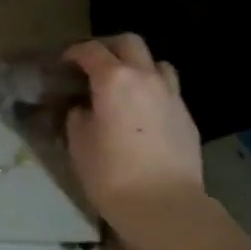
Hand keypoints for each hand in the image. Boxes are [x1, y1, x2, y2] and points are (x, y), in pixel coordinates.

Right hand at [64, 35, 205, 249]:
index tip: (63, 63)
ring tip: (124, 86)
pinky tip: (142, 114)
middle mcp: (146, 78)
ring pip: (156, 63)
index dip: (74, 53)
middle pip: (130, 43)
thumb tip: (82, 108)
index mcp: (114, 80)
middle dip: (109, 48)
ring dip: (137, 66)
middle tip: (93, 65)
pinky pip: (168, 91)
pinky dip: (152, 91)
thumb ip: (78, 117)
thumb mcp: (79, 145)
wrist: (165, 206)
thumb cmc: (112, 175)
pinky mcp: (186, 117)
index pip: (91, 51)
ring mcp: (171, 96)